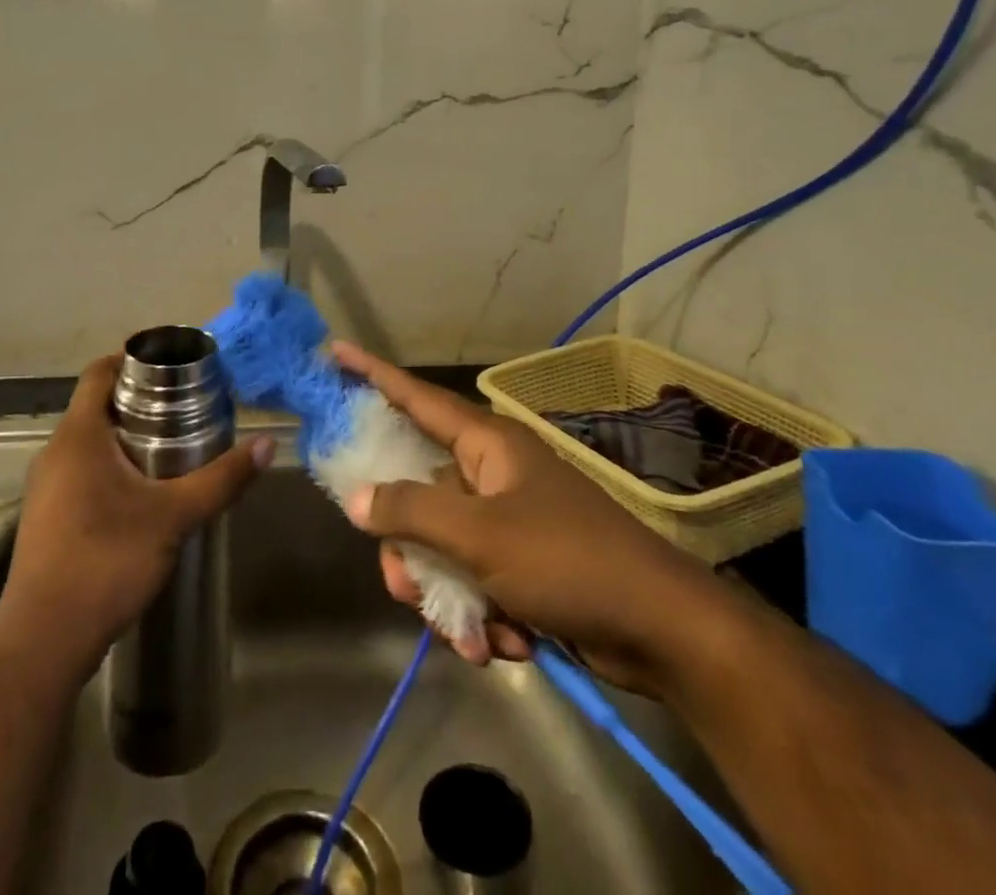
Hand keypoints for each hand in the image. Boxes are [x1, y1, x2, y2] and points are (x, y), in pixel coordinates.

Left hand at [0, 355, 275, 677]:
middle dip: (140, 400)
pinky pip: (81, 471)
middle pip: (97, 405)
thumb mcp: (174, 516)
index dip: (133, 359)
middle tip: (186, 407)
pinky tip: (143, 493)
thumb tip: (266, 444)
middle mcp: (55, 452)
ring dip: (126, 436)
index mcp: (78, 435)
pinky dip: (111, 466)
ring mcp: (46, 487)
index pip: (99, 372)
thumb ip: (221, 479)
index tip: (173, 367)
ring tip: (173, 447)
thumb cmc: (107, 560)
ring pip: (89, 441)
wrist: (44, 641)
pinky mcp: (47, 517)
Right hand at [334, 342, 730, 697]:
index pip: (415, 397)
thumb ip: (411, 512)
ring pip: (442, 548)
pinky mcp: (523, 564)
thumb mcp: (479, 536)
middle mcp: (492, 473)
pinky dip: (480, 616)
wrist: (662, 630)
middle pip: (419, 496)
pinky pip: (474, 581)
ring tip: (474, 636)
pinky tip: (507, 644)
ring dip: (448, 598)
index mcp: (486, 444)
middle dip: (410, 552)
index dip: (372, 374)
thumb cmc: (566, 560)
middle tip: (407, 588)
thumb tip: (356, 498)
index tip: (334, 351)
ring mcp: (509, 520)